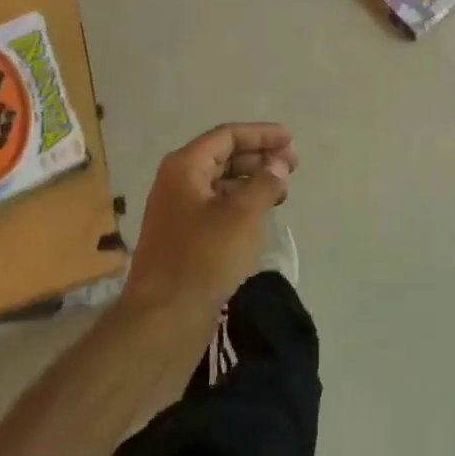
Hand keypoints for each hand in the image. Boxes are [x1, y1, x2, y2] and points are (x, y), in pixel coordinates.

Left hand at [122, 123, 297, 323]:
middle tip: (292, 166)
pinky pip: (217, 208)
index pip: (227, 135)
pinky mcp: (184, 239)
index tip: (290, 140)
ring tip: (282, 191)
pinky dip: (241, 205)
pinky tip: (261, 215)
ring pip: (221, 184)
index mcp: (184, 167)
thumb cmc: (203, 258)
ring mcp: (178, 212)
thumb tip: (279, 163)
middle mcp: (177, 182)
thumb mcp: (243, 215)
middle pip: (223, 157)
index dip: (261, 134)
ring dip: (252, 182)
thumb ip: (265, 183)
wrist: (162, 321)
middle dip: (259, 157)